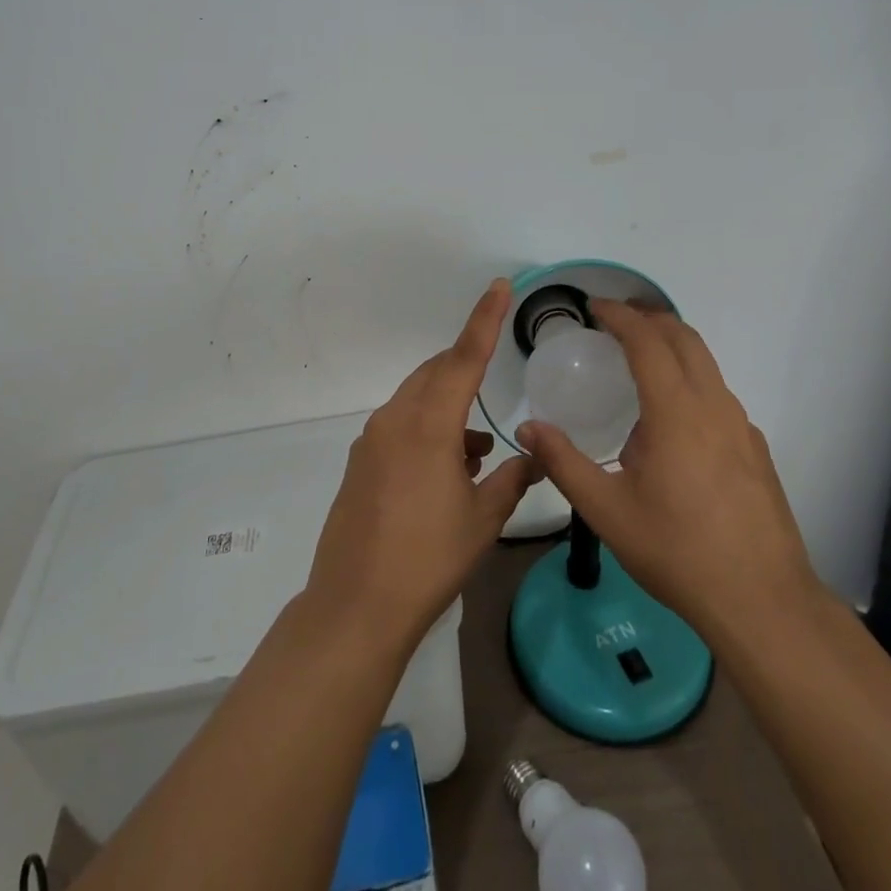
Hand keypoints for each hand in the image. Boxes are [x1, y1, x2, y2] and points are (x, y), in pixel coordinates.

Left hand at [304, 279, 540, 651]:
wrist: (357, 604)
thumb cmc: (428, 559)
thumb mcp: (482, 519)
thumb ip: (511, 478)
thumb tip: (534, 455)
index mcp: (429, 425)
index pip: (464, 357)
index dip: (485, 319)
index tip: (500, 286)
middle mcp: (395, 419)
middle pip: (436, 372)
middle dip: (466, 368)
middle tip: (494, 383)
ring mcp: (372, 439)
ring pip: (417, 398)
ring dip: (448, 408)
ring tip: (477, 452)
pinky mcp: (360, 460)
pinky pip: (400, 424)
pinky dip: (427, 428)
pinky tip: (447, 469)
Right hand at [517, 298, 821, 637]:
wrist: (762, 602)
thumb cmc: (677, 551)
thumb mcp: (606, 510)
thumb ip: (563, 463)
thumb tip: (528, 429)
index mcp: (676, 412)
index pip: (648, 341)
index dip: (620, 316)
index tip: (595, 307)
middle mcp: (713, 406)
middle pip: (685, 338)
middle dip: (650, 318)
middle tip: (616, 320)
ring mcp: (741, 427)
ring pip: (707, 364)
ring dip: (673, 346)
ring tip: (639, 360)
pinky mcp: (756, 449)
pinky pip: (719, 395)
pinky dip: (691, 380)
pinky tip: (673, 421)